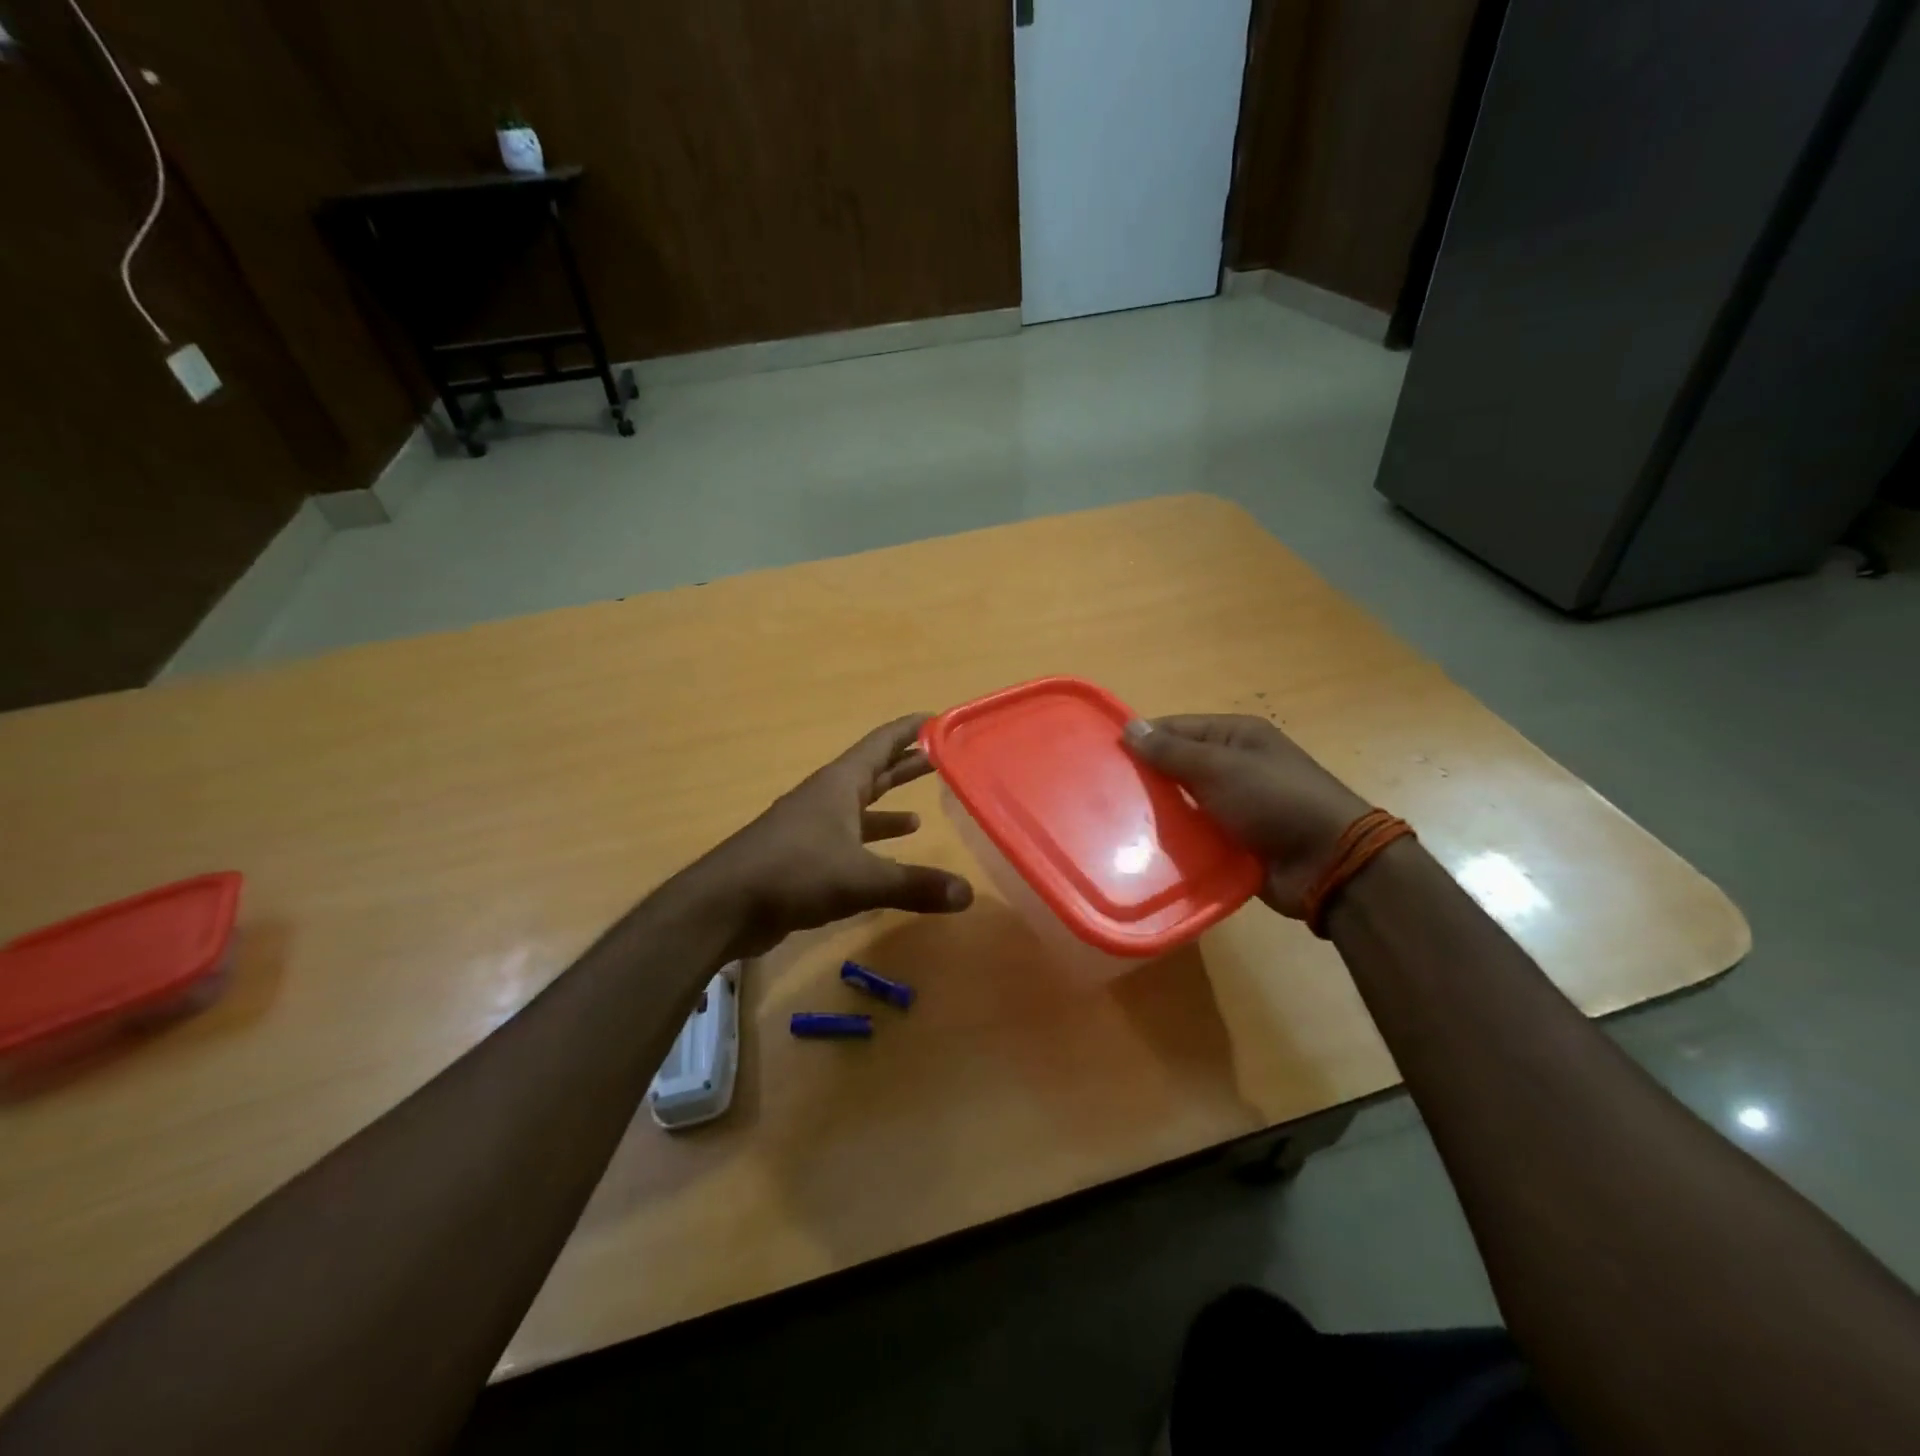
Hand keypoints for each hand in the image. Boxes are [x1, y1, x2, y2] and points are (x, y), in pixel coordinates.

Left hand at [696, 714, 973, 956]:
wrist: (725, 905)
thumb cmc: (794, 873)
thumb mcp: (861, 878)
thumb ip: (915, 885)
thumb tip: (968, 894)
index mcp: (839, 784)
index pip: (881, 743)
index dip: (910, 730)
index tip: (938, 718)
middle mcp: (827, 797)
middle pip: (873, 772)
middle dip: (906, 765)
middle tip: (943, 759)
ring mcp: (813, 827)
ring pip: (859, 809)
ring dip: (888, 807)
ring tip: (923, 813)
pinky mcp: (804, 856)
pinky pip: (848, 840)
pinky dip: (870, 844)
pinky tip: (887, 858)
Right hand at [1122, 714, 1370, 919]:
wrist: (1328, 864)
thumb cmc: (1274, 801)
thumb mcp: (1220, 768)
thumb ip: (1172, 751)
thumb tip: (1130, 727)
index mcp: (1235, 737)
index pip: (1176, 729)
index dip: (1142, 740)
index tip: (1104, 758)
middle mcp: (1233, 767)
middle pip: (1176, 767)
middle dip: (1146, 781)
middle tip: (1104, 796)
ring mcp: (1234, 806)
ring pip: (1183, 805)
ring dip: (1159, 815)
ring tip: (1116, 825)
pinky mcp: (1233, 842)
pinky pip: (1195, 836)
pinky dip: (1175, 842)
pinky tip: (1144, 851)